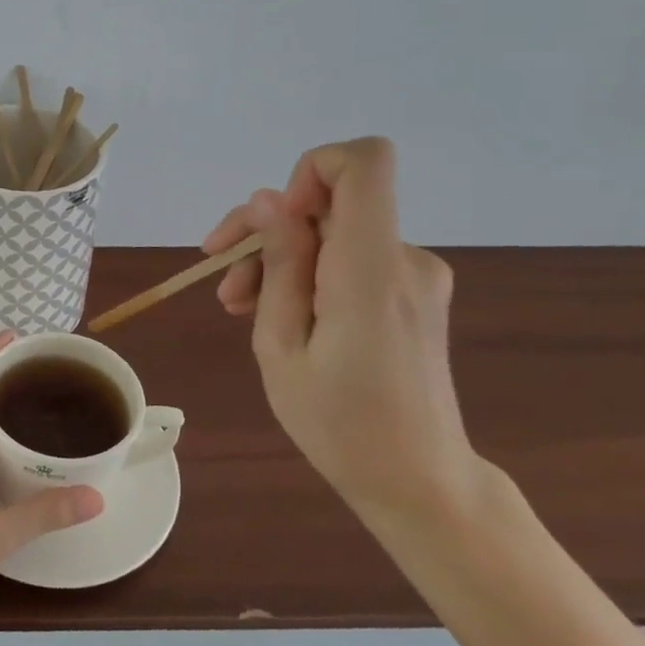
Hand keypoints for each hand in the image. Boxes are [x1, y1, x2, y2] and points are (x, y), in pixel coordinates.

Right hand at [204, 137, 481, 519]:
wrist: (419, 483)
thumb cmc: (339, 425)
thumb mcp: (281, 347)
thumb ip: (278, 265)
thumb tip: (268, 199)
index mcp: (370, 269)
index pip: (364, 162)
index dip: (310, 168)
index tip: (275, 221)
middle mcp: (405, 258)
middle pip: (331, 202)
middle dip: (269, 231)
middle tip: (224, 284)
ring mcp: (416, 275)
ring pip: (335, 234)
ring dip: (282, 260)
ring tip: (242, 309)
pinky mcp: (414, 293)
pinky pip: (352, 259)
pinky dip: (311, 276)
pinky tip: (284, 318)